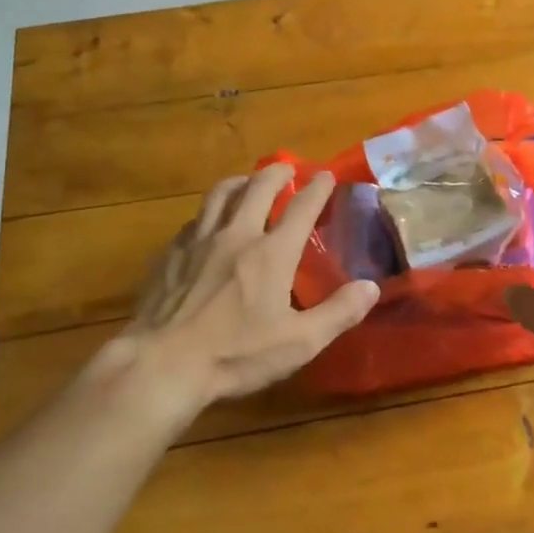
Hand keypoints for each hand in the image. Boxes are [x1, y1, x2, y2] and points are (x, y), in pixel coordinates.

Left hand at [79, 165, 379, 422]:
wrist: (162, 364)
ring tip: (246, 182)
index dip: (317, 188)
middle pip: (257, 188)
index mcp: (271, 253)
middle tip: (287, 168)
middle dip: (276, 173)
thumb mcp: (298, 343)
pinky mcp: (170, 255)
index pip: (301, 208)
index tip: (326, 175)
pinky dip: (208, 213)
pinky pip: (193, 221)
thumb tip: (371, 287)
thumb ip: (338, 313)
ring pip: (219, 195)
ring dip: (238, 182)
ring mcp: (198, 242)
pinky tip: (207, 224)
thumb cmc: (235, 355)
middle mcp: (236, 235)